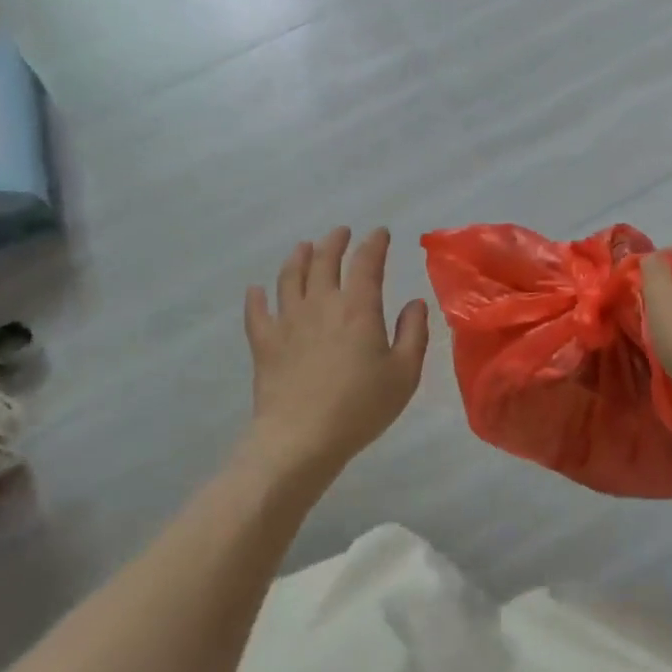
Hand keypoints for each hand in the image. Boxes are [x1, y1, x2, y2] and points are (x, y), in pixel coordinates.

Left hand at [243, 227, 429, 483]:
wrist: (301, 438)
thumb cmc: (360, 407)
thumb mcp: (404, 374)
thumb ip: (414, 334)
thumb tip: (415, 303)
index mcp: (358, 308)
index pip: (366, 263)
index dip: (374, 244)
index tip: (380, 233)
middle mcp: (321, 304)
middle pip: (324, 260)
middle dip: (335, 242)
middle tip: (341, 233)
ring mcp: (288, 321)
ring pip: (290, 277)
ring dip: (298, 257)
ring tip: (304, 247)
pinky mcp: (264, 343)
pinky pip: (257, 312)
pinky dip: (256, 298)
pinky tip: (256, 291)